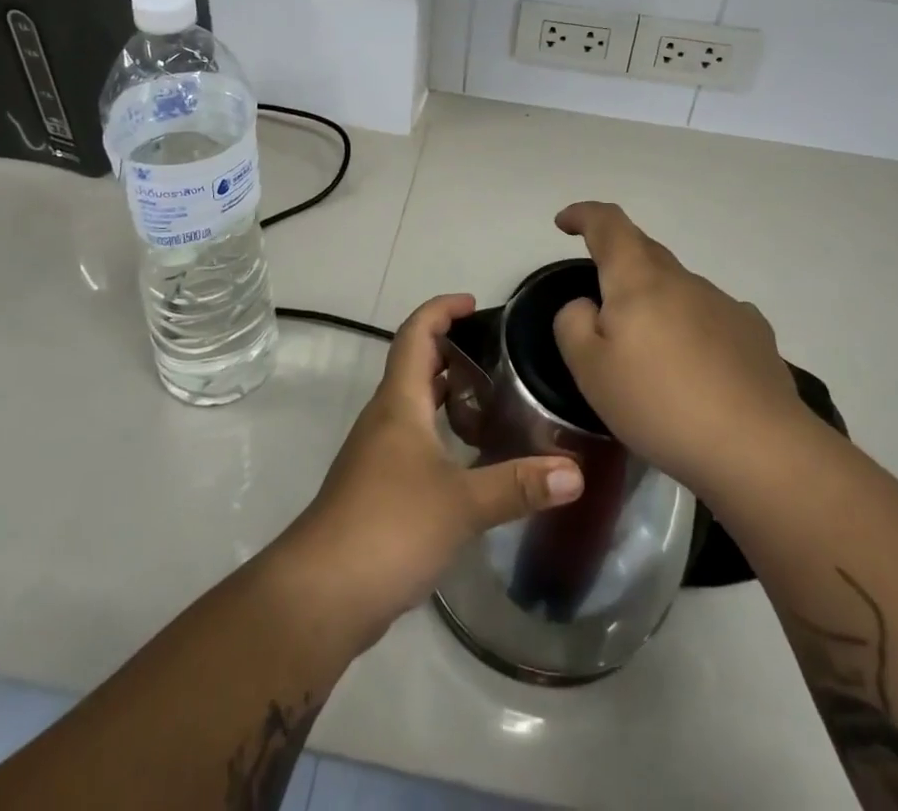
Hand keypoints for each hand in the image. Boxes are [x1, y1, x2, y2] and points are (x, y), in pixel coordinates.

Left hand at [284, 294, 583, 646]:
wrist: (321, 593)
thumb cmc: (389, 527)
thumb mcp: (461, 504)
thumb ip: (518, 485)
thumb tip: (576, 472)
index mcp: (399, 403)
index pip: (416, 335)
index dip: (441, 310)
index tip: (474, 303)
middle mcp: (385, 419)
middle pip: (414, 366)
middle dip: (451, 350)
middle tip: (498, 352)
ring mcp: (377, 455)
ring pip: (414, 405)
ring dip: (447, 393)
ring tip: (494, 398)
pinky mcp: (377, 489)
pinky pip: (413, 440)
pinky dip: (441, 432)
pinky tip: (470, 458)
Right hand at [551, 202, 815, 501]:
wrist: (758, 448)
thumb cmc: (659, 404)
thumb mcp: (590, 370)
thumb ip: (573, 324)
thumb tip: (586, 306)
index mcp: (638, 280)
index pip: (609, 225)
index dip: (584, 214)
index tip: (566, 223)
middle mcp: (683, 279)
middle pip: (644, 251)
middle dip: (617, 260)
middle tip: (599, 296)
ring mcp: (724, 304)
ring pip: (678, 287)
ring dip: (656, 302)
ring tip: (649, 352)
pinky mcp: (755, 334)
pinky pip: (710, 316)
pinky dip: (692, 327)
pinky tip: (696, 364)